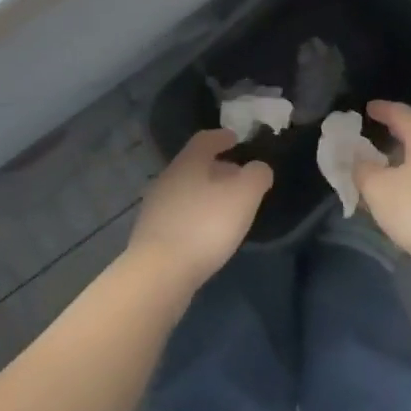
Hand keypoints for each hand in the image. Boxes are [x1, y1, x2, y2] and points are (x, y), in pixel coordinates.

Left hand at [127, 130, 271, 294]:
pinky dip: (196, 215)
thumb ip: (256, 176)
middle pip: (194, 165)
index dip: (222, 137)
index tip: (235, 138)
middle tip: (238, 176)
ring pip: (186, 190)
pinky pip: (179, 214)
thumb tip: (258, 168)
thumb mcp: (244, 196)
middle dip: (217, 168)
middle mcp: (167, 179)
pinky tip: (207, 232)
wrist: (159, 273)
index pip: (205, 139)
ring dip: (206, 193)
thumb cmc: (205, 225)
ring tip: (226, 207)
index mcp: (188, 163)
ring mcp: (156, 207)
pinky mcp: (152, 234)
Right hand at [354, 101, 410, 263]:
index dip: (382, 109)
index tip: (367, 108)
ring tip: (381, 168)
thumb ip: (362, 170)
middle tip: (371, 136)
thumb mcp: (377, 188)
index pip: (401, 113)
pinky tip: (399, 195)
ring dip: (402, 160)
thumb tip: (359, 162)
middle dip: (393, 134)